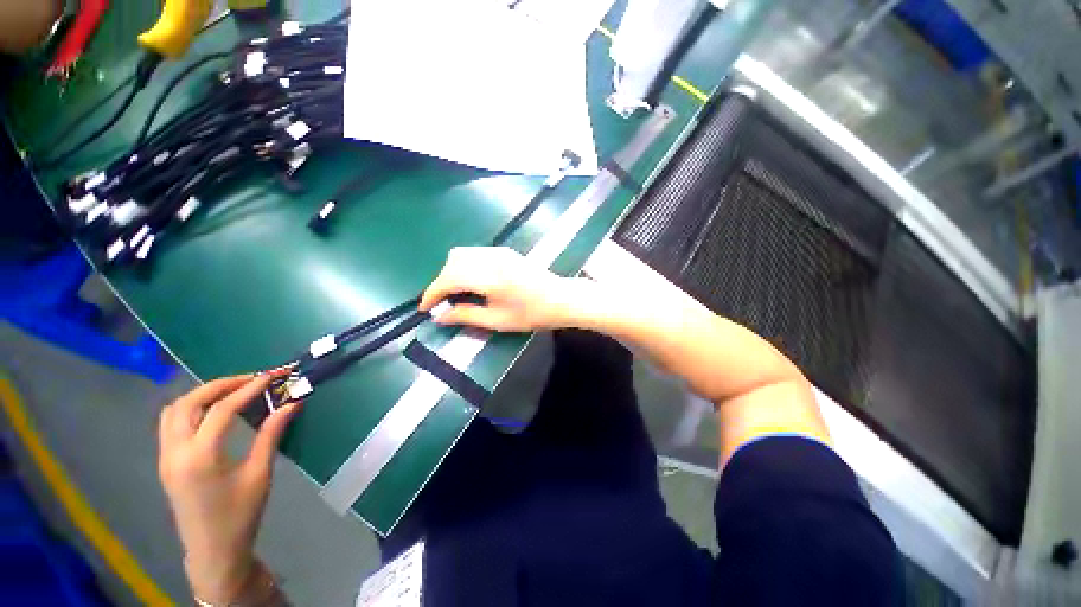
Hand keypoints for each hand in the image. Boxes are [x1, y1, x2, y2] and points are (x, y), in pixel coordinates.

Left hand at [158, 373, 299, 603]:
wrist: (213, 550)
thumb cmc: (240, 514)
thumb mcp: (260, 474)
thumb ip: (271, 434)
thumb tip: (291, 404)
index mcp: (200, 457)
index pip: (221, 410)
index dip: (248, 389)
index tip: (271, 376)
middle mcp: (175, 452)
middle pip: (189, 403)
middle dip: (220, 385)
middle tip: (250, 380)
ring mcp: (165, 457)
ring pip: (174, 410)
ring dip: (202, 395)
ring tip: (232, 391)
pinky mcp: (166, 462)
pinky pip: (171, 423)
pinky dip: (191, 408)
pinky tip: (212, 412)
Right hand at [420, 247, 583, 331]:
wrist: (560, 298)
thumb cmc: (531, 314)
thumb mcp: (497, 321)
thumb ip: (465, 316)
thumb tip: (439, 317)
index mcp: (489, 277)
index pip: (448, 279)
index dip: (433, 293)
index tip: (425, 307)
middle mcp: (491, 258)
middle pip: (452, 261)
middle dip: (442, 281)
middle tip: (444, 302)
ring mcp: (498, 252)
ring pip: (462, 254)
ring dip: (452, 271)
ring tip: (457, 293)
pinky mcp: (505, 251)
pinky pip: (475, 253)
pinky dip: (465, 265)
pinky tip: (473, 281)